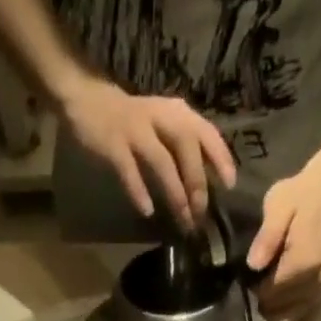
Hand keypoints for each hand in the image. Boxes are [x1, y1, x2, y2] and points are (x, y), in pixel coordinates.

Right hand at [59, 77, 236, 229]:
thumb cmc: (133, 122)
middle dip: (196, 181)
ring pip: (161, 161)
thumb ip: (183, 149)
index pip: (206, 132)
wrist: (90, 102)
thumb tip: (205, 184)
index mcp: (177, 113)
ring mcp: (136, 130)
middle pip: (186, 147)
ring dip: (174, 191)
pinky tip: (147, 210)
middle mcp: (160, 117)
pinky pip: (129, 170)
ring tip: (181, 218)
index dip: (220, 157)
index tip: (230, 184)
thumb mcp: (164, 126)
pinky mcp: (113, 144)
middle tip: (201, 211)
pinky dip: (139, 190)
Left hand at [247, 163, 320, 320]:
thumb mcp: (277, 206)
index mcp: (302, 263)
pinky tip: (283, 314)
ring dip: (276, 315)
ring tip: (270, 294)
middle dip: (264, 304)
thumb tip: (253, 264)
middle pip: (280, 313)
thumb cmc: (297, 197)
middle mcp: (315, 282)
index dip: (255, 289)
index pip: (270, 295)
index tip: (252, 275)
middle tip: (260, 284)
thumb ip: (266, 236)